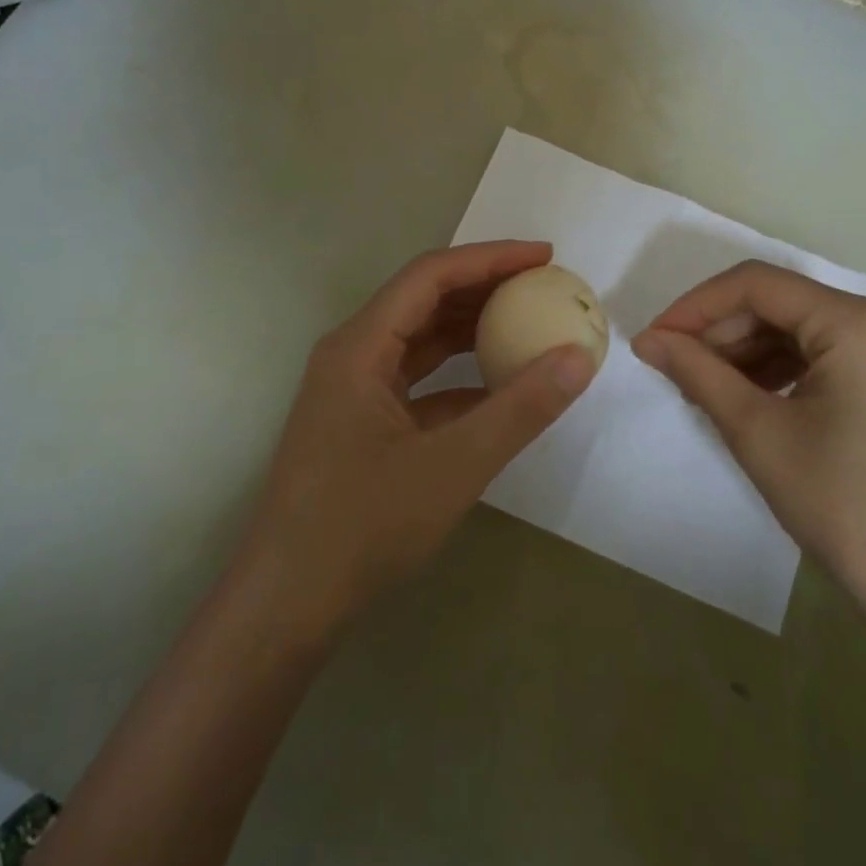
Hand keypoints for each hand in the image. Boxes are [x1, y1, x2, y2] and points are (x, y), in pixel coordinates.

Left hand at [230, 240, 596, 646]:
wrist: (285, 608)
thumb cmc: (362, 527)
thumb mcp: (453, 465)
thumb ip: (520, 409)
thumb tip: (579, 357)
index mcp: (359, 346)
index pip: (431, 276)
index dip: (490, 258)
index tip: (544, 257)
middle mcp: (351, 354)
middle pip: (423, 300)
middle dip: (484, 287)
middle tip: (542, 286)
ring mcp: (352, 390)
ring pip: (419, 340)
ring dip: (471, 330)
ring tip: (527, 324)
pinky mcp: (360, 423)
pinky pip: (416, 381)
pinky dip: (457, 376)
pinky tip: (497, 389)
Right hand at [632, 262, 865, 643]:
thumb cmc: (845, 509)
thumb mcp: (758, 433)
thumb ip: (696, 371)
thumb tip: (647, 339)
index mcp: (862, 323)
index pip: (758, 285)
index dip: (697, 306)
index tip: (654, 338)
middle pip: (784, 304)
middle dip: (723, 332)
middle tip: (675, 367)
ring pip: (805, 328)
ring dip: (750, 350)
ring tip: (706, 386)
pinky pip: (832, 352)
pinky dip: (786, 367)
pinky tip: (752, 395)